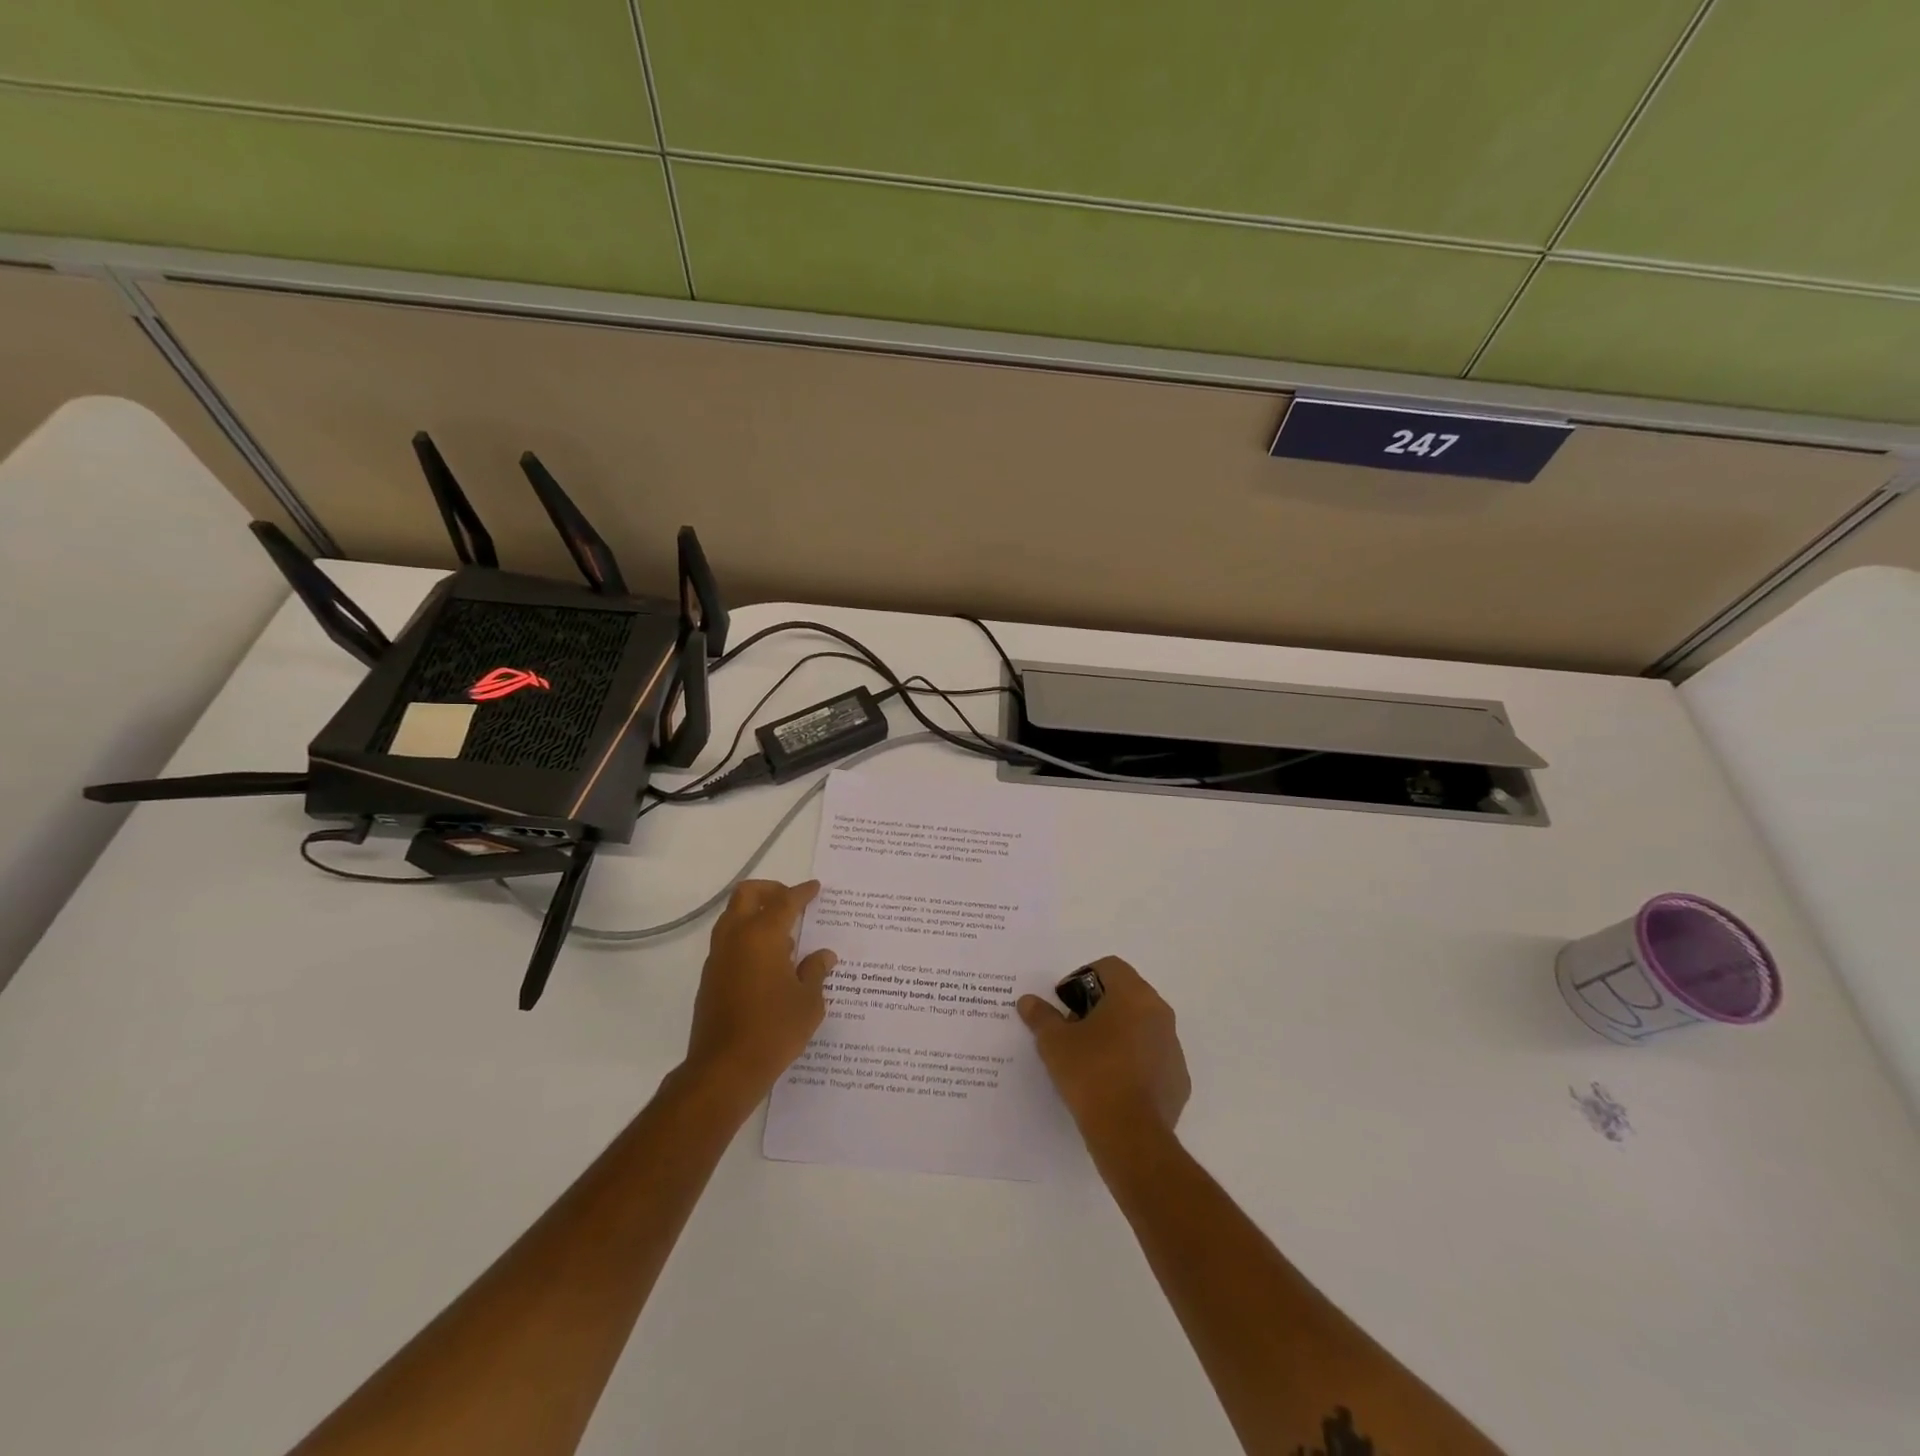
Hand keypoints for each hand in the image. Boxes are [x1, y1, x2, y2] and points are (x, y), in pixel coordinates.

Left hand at [683, 880, 836, 1103]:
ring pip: (732, 917)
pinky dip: (747, 938)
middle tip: (792, 901)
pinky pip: (728, 942)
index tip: (815, 888)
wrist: (724, 1070)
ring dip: (755, 914)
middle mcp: (735, 938)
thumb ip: (815, 972)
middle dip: (770, 890)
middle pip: (747, 895)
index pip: (784, 901)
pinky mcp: (709, 979)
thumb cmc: (774, 1030)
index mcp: (762, 935)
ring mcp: (717, 958)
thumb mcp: (808, 1002)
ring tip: (785, 936)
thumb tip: (823, 956)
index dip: (802, 892)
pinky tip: (768, 963)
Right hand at [1018, 956, 1189, 1154]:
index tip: (1066, 1005)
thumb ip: (1041, 1016)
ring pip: (1141, 1026)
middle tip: (1074, 1030)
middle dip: (1099, 1006)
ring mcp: (1173, 1047)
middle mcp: (1159, 1013)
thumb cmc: (1090, 1074)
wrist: (1129, 1135)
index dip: (1082, 979)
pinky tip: (1113, 1084)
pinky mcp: (1178, 1079)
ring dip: (1118, 1033)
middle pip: (1127, 994)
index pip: (1109, 967)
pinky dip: (1134, 1061)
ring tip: (1092, 1059)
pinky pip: (1153, 1057)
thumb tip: (1028, 1001)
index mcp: (1133, 995)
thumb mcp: (1054, 1043)